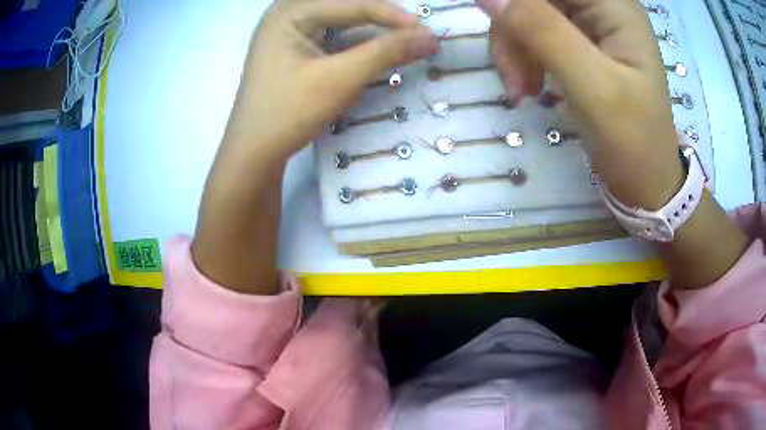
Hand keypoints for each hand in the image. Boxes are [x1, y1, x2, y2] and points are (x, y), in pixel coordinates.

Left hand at [226, 0, 439, 158]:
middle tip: (416, 34)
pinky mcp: (293, 49)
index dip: (394, 16)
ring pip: (341, 23)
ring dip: (372, 32)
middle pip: (346, 9)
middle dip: (382, 21)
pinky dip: (356, 44)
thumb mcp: (339, 79)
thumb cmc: (288, 113)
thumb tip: (431, 38)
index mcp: (290, 12)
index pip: (352, 4)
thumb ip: (386, 53)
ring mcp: (288, 31)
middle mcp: (287, 14)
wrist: (253, 153)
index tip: (429, 32)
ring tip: (403, 42)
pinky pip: (332, 37)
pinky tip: (377, 51)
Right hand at [479, 0, 683, 209]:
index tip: (498, 31)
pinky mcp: (579, 43)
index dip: (517, 2)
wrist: (645, 181)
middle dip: (512, 29)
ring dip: (513, 48)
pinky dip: (522, 58)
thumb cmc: (633, 141)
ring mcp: (589, 24)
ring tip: (521, 91)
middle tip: (514, 79)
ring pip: (526, 12)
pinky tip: (529, 87)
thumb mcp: (593, 86)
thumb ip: (542, 32)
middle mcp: (601, 5)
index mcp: (614, 5)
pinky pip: (533, 33)